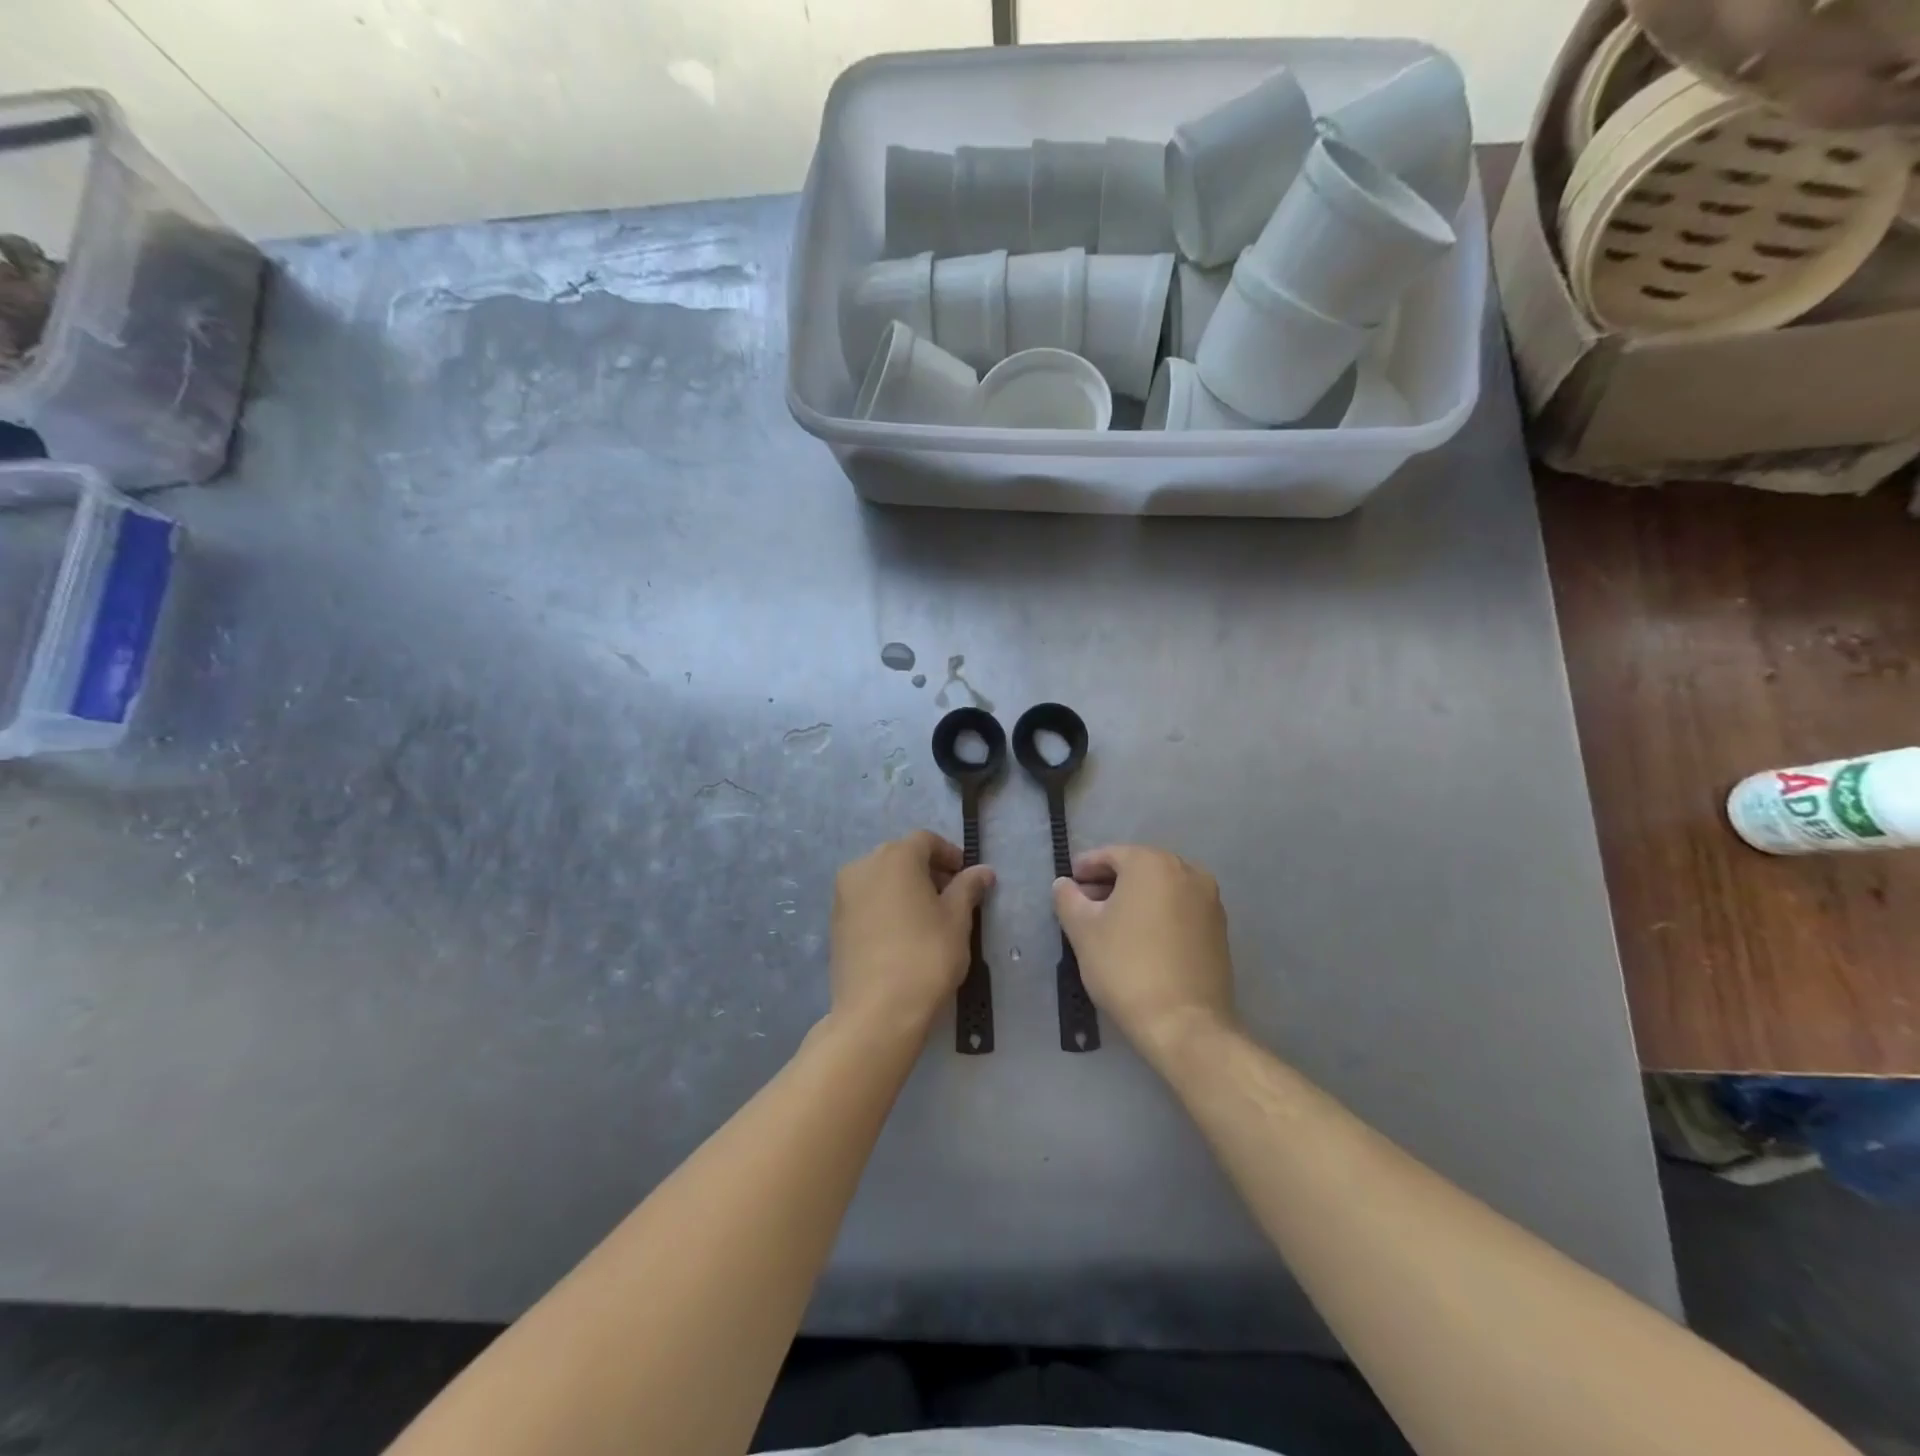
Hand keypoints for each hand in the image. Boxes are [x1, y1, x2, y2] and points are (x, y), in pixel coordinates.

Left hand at [830, 831, 994, 1040]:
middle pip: (901, 856)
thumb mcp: (957, 920)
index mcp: (895, 857)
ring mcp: (843, 894)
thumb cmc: (926, 956)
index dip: (949, 854)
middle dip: (927, 870)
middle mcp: (863, 866)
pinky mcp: (835, 922)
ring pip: (881, 878)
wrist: (876, 1011)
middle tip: (951, 897)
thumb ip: (968, 888)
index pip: (926, 840)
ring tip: (928, 917)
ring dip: (905, 888)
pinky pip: (866, 900)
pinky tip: (902, 933)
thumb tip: (983, 871)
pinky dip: (885, 905)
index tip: (967, 876)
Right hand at [1053, 845, 1237, 1065]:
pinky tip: (1142, 939)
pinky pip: (1180, 908)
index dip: (1084, 869)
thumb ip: (1068, 898)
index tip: (1069, 887)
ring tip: (1112, 925)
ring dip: (1135, 898)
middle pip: (1138, 868)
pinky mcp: (1219, 928)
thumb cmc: (1126, 967)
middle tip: (1086, 906)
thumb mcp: (1083, 931)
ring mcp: (1209, 900)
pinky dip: (1159, 914)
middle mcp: (1186, 871)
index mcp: (1151, 863)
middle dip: (1110, 883)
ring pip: (1162, 888)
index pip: (1109, 855)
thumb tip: (1065, 884)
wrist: (1184, 1023)